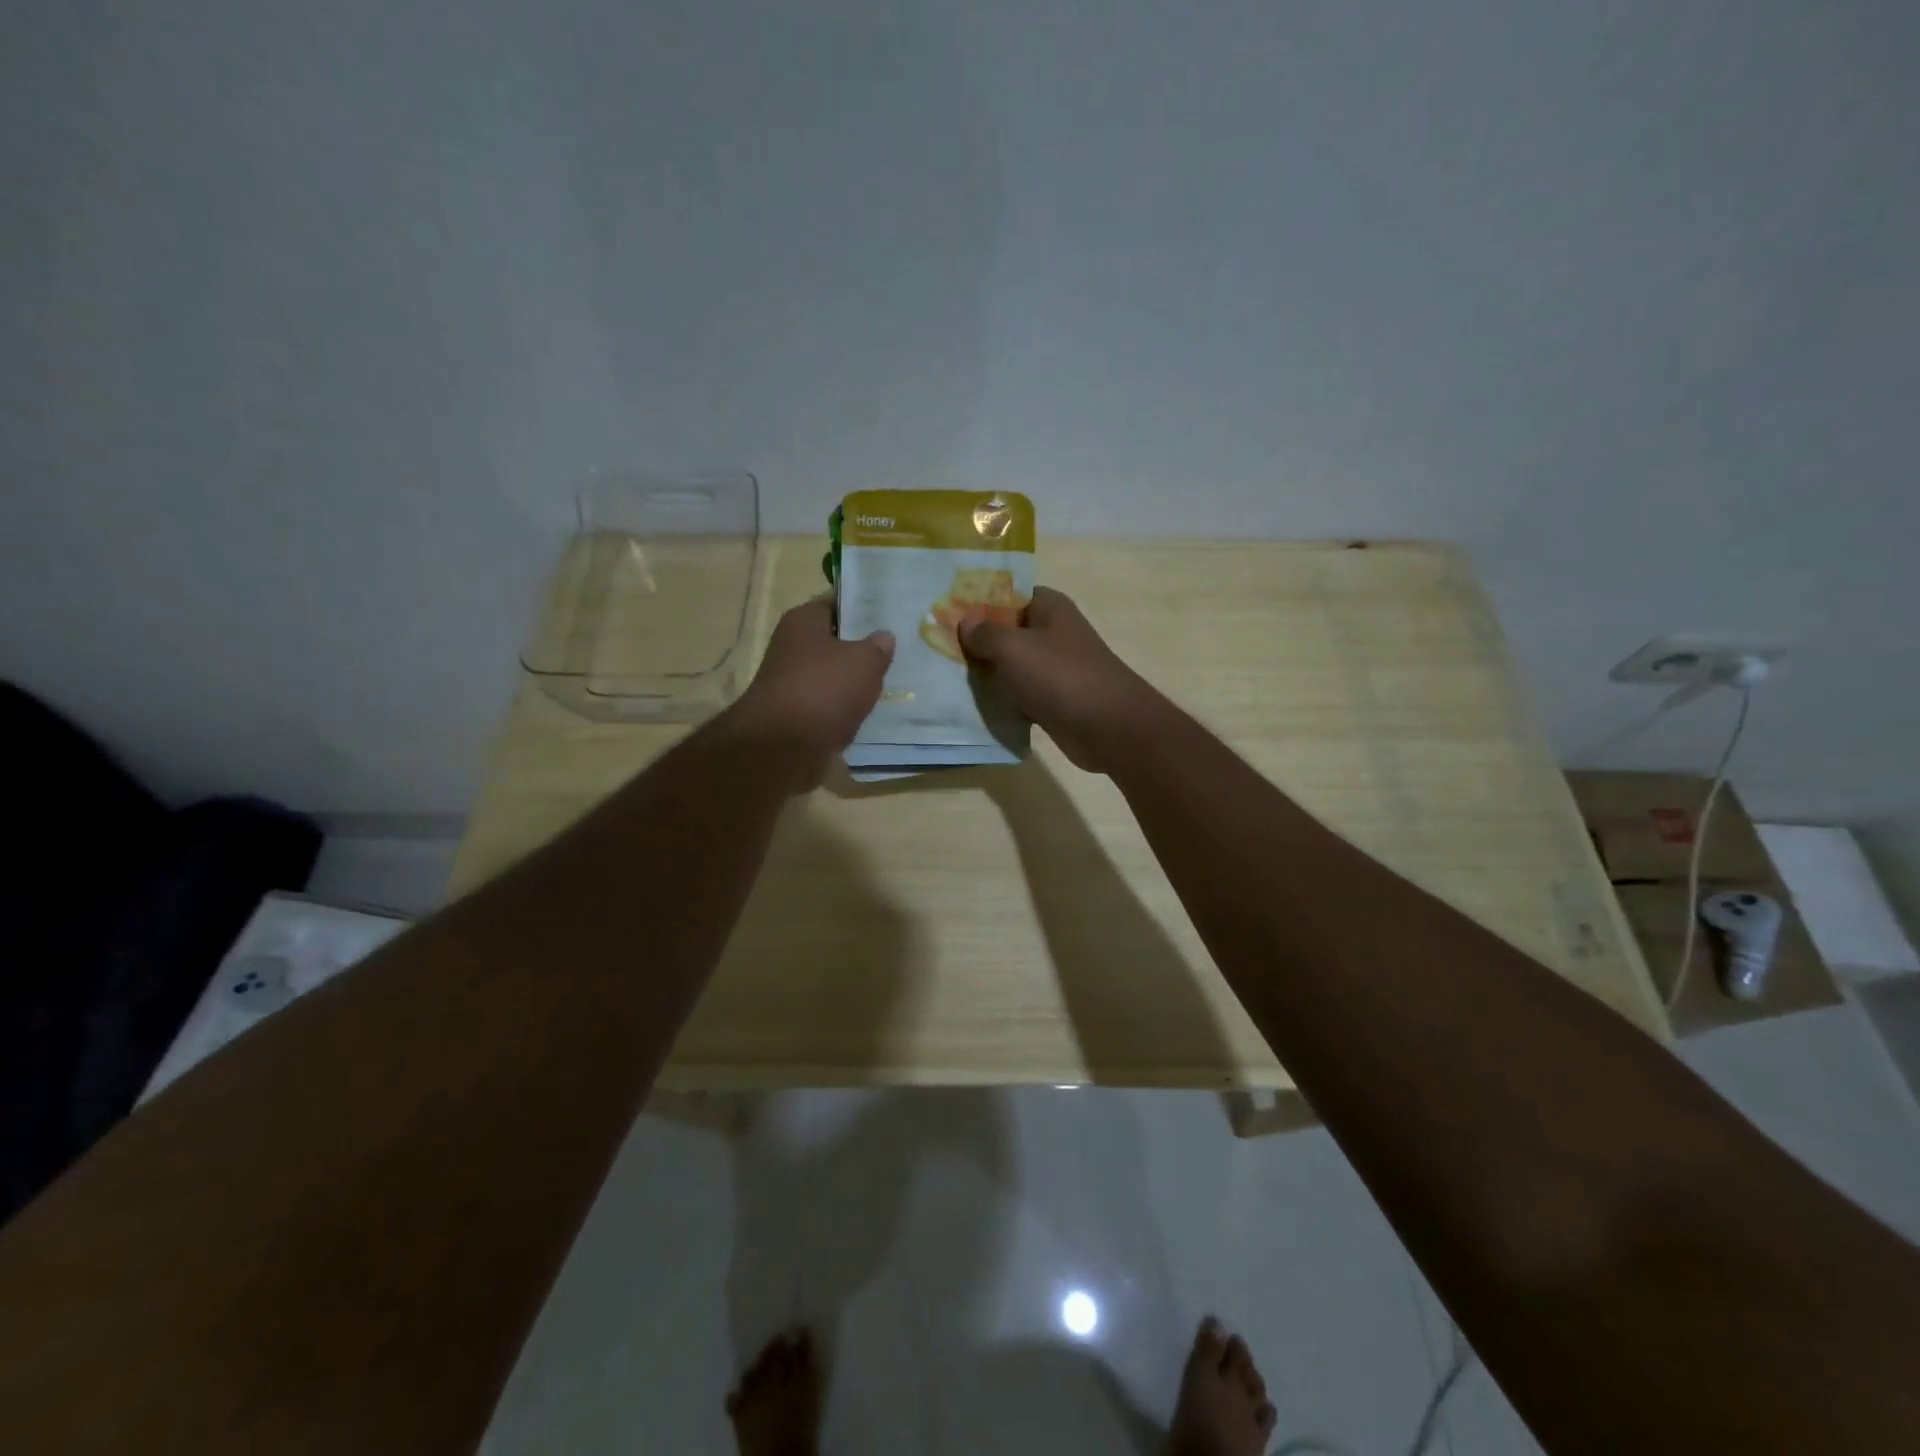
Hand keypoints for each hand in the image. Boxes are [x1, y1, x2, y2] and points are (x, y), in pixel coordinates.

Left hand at [726, 599, 893, 790]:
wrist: (784, 747)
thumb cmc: (823, 689)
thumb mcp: (864, 661)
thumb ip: (878, 647)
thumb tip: (883, 637)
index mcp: (803, 622)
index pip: (835, 604)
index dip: (862, 608)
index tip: (889, 615)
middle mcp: (792, 648)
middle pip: (834, 643)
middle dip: (861, 649)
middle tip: (896, 652)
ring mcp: (793, 684)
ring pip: (833, 677)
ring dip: (854, 684)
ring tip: (888, 684)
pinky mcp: (797, 716)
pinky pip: (829, 706)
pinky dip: (845, 711)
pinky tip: (869, 714)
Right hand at [958, 587, 1163, 773]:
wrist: (1109, 727)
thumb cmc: (1061, 676)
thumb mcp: (1013, 648)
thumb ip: (985, 633)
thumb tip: (965, 621)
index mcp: (1048, 607)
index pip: (1006, 594)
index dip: (976, 602)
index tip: (943, 614)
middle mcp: (1052, 632)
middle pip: (1006, 630)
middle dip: (975, 640)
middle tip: (935, 648)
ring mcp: (1054, 667)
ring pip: (1011, 665)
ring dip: (986, 673)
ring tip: (945, 676)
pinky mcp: (1053, 698)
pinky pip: (1019, 693)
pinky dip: (1002, 699)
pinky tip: (972, 705)